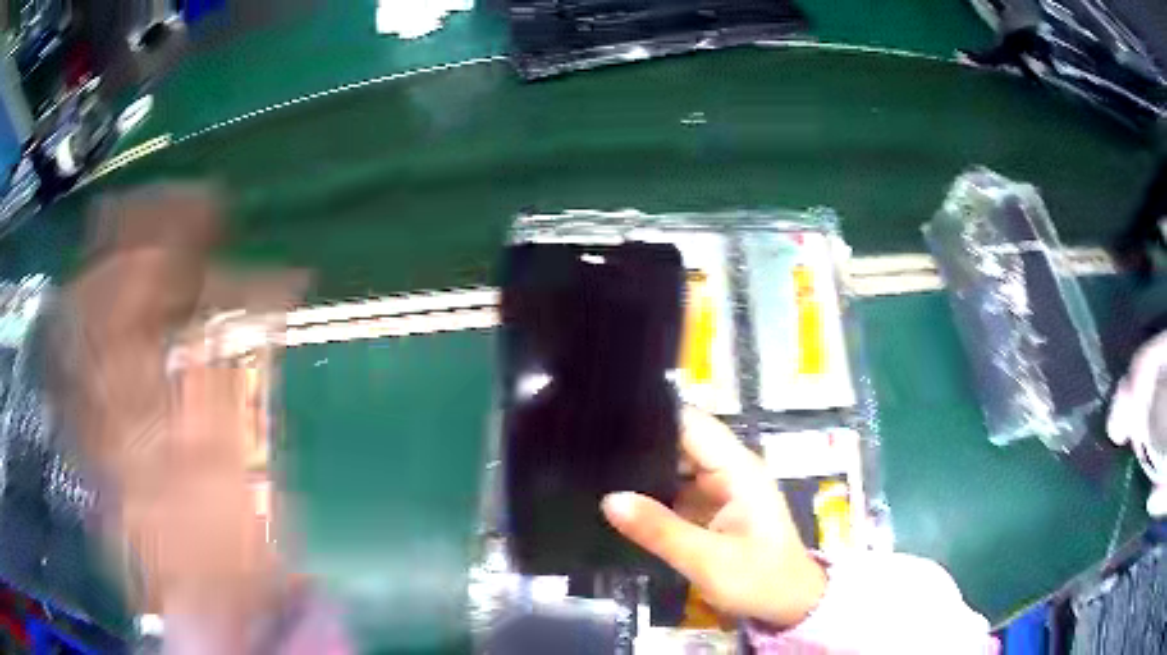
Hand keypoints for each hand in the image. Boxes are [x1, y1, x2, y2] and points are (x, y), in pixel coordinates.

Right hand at [601, 408, 825, 627]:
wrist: (790, 605)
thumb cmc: (759, 579)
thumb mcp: (707, 560)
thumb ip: (659, 530)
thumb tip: (609, 499)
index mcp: (737, 469)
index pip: (691, 424)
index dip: (652, 416)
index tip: (606, 420)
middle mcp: (730, 470)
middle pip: (681, 441)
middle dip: (641, 443)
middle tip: (591, 449)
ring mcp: (723, 488)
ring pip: (677, 466)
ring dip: (645, 469)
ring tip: (597, 468)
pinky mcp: (715, 508)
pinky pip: (679, 489)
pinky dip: (654, 492)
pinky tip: (620, 496)